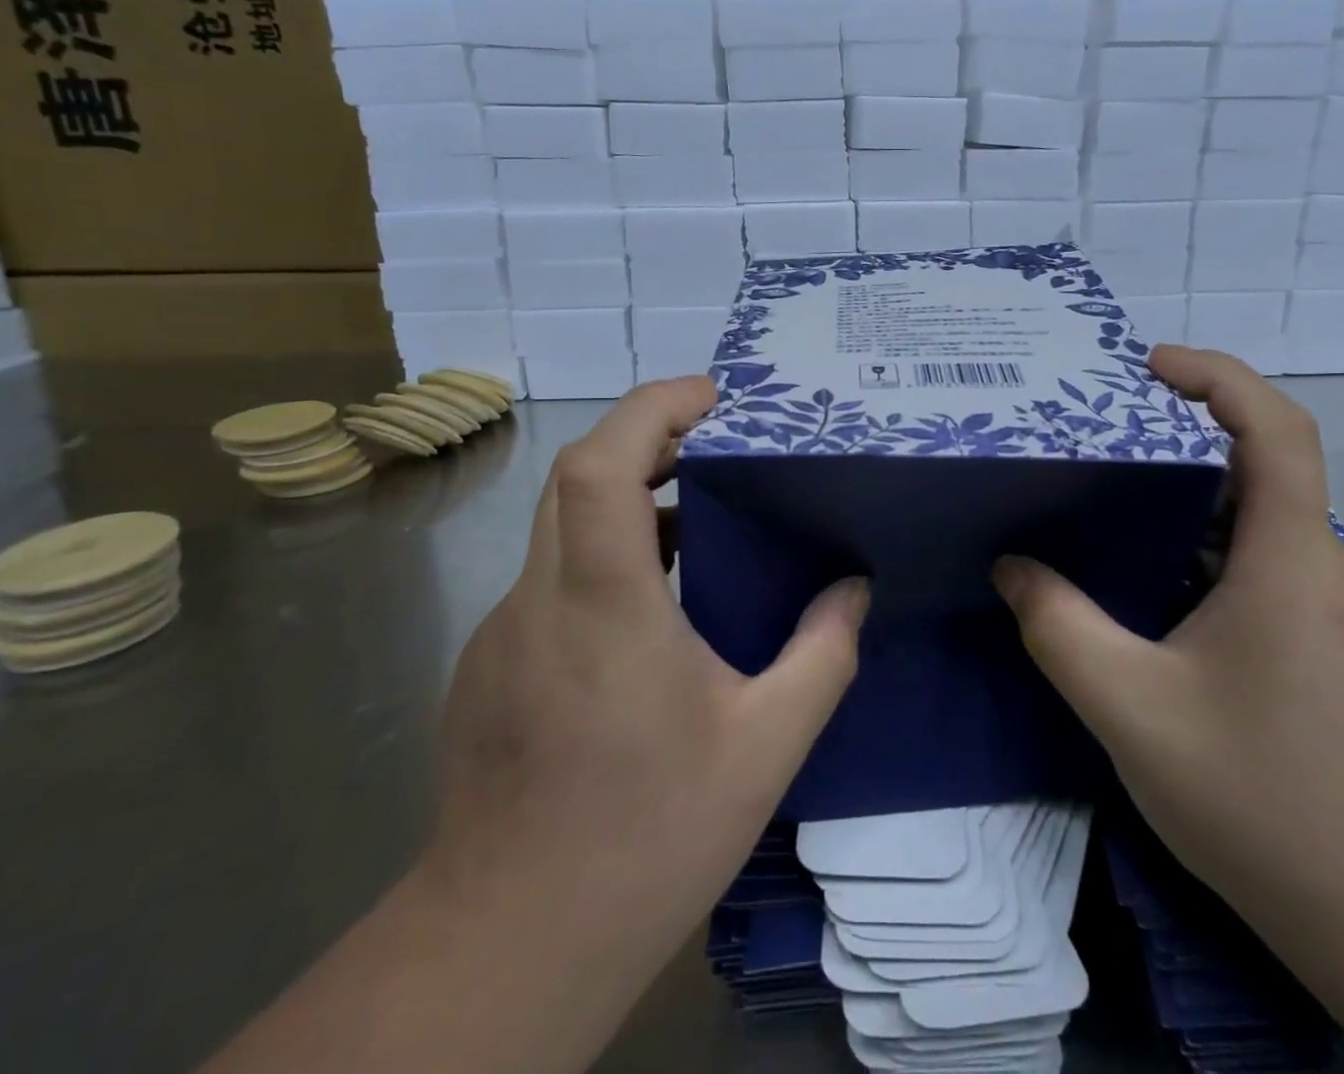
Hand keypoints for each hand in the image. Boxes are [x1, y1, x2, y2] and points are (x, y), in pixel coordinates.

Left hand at [423, 377, 868, 1028]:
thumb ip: (821, 656)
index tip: (711, 396)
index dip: (651, 409)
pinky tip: (650, 610)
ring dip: (626, 498)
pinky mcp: (489, 665)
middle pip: (576, 477)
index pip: (600, 463)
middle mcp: (540, 600)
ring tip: (696, 516)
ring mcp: (501, 632)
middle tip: (716, 445)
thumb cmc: (646, 836)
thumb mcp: (764, 747)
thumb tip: (854, 590)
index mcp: (604, 604)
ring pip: (560, 525)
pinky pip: (550, 578)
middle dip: (646, 438)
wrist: (509, 945)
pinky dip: (602, 556)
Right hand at [993, 346, 1343, 922]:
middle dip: (1183, 435)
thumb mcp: (1132, 709)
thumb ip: (1059, 628)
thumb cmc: (1268, 800)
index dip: (1217, 375)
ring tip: (1113, 503)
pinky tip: (1155, 588)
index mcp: (1290, 559)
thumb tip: (1011, 567)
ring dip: (1191, 497)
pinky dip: (1207, 548)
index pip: (1275, 428)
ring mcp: (1336, 611)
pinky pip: (1265, 566)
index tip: (1150, 363)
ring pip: (1261, 521)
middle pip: (1262, 466)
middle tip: (1102, 436)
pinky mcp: (1334, 648)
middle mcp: (1325, 568)